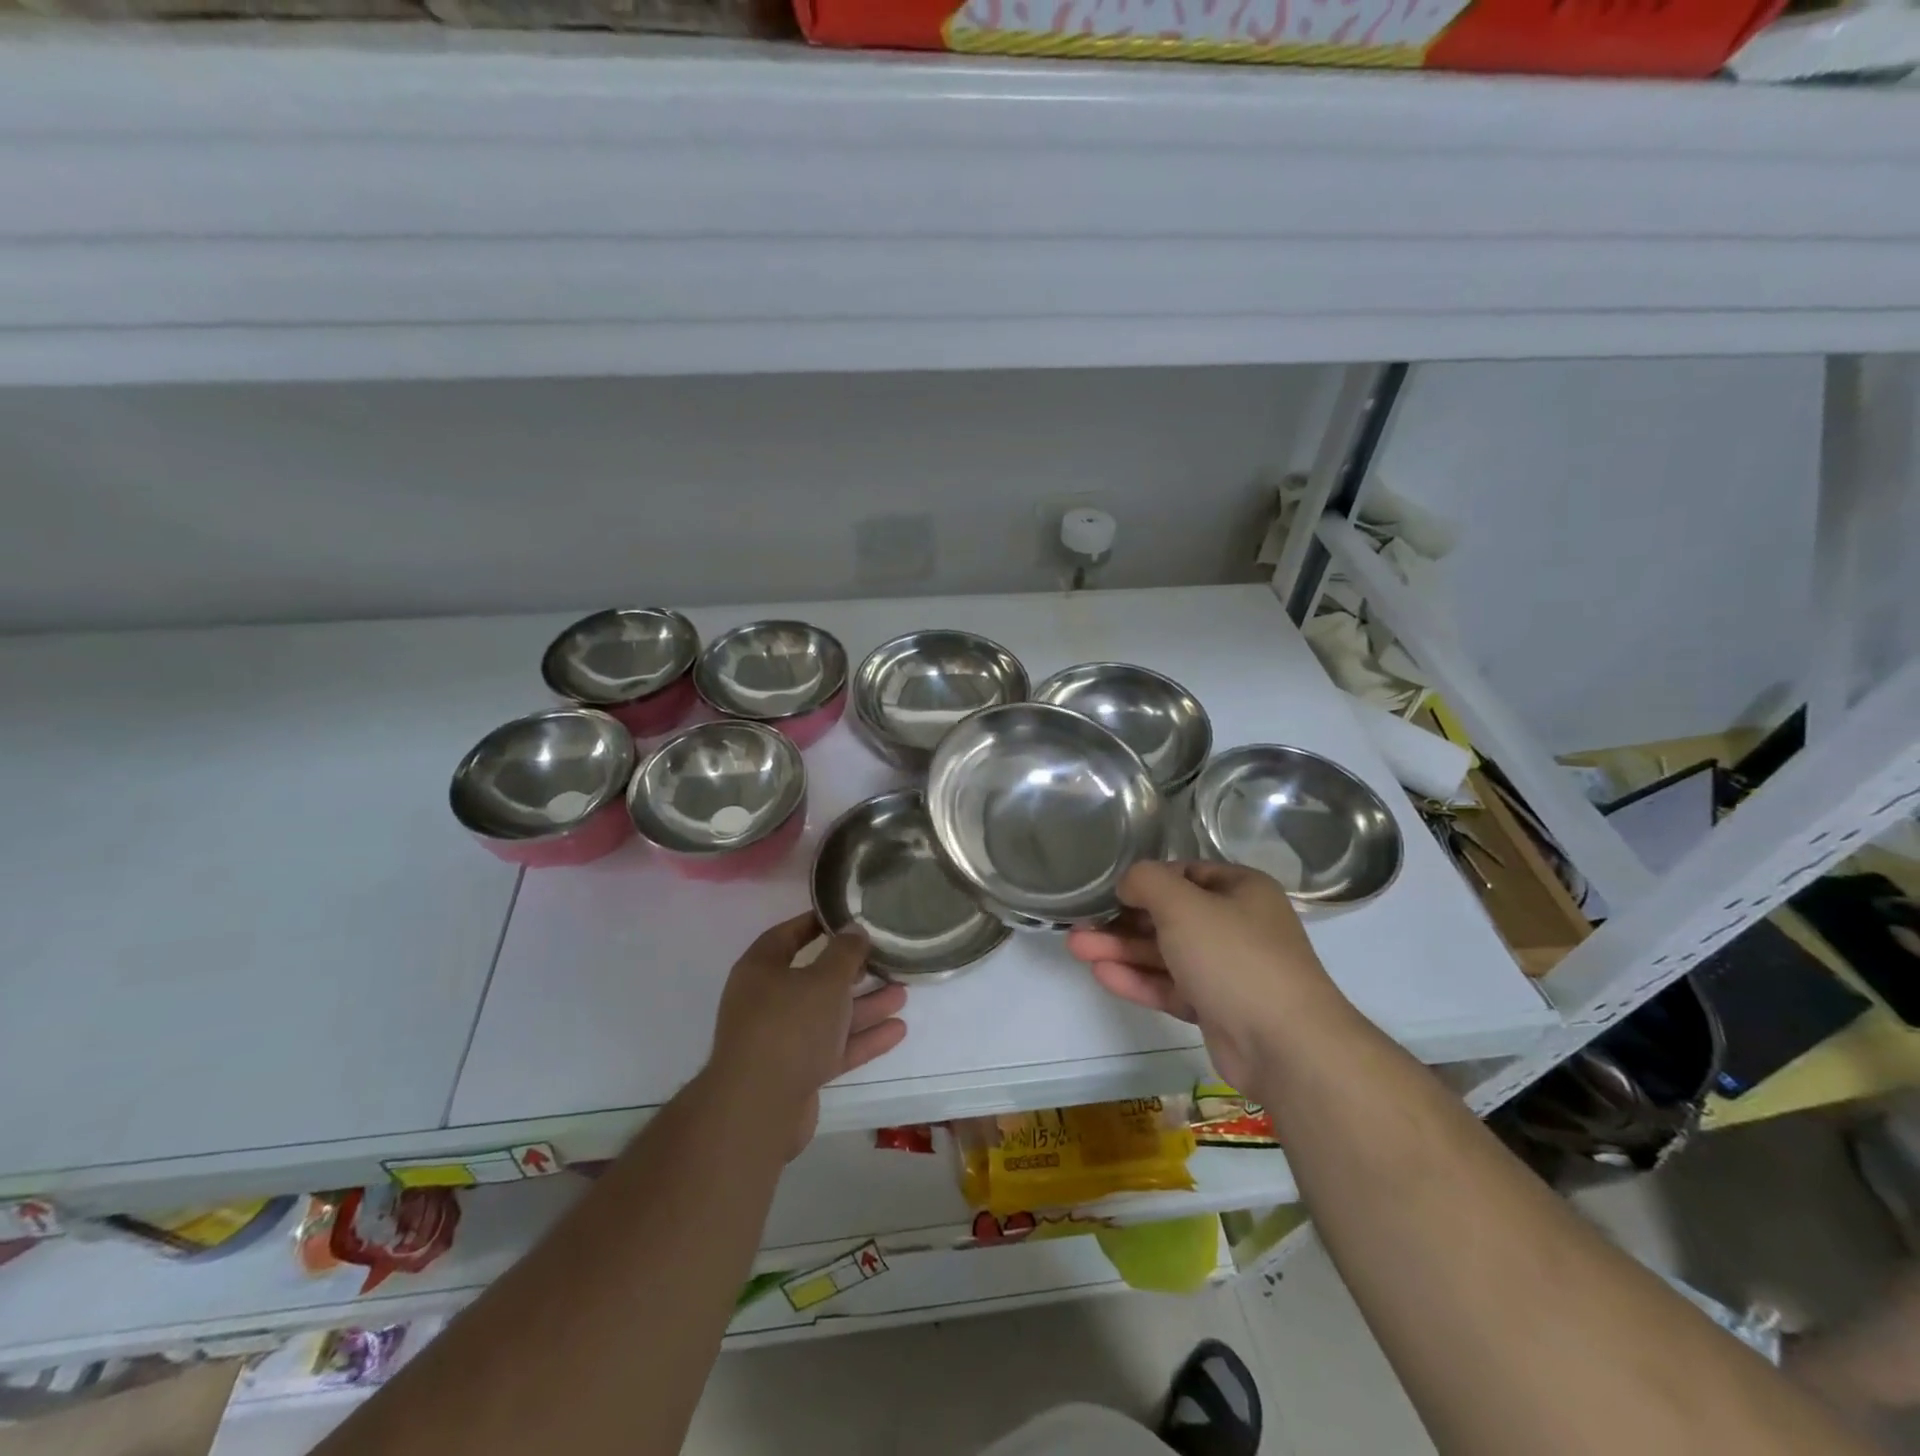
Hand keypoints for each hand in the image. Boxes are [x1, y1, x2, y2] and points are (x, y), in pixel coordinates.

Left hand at [707, 913, 907, 1156]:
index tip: (846, 917)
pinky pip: (833, 1047)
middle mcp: (766, 1002)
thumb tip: (854, 929)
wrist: (759, 1108)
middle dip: (851, 971)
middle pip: (813, 979)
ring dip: (864, 1005)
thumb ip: (845, 952)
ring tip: (903, 994)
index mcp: (760, 970)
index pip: (787, 935)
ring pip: (828, 1016)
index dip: (816, 924)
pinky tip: (897, 1030)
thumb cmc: (789, 1026)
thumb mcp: (825, 979)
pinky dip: (862, 1039)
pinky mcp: (796, 1072)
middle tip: (884, 959)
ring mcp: (781, 1040)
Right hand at [1066, 861, 1350, 1091]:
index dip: (1146, 880)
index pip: (1185, 873)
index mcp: (1241, 890)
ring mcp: (1227, 970)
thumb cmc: (1234, 957)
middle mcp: (1237, 925)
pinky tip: (1101, 974)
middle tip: (1079, 923)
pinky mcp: (1216, 1009)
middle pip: (1169, 916)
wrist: (1285, 1046)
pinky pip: (1171, 986)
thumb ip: (1147, 882)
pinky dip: (1138, 979)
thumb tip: (1128, 883)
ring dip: (1121, 949)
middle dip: (1122, 920)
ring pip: (1166, 953)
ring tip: (1075, 948)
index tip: (1110, 890)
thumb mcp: (1183, 905)